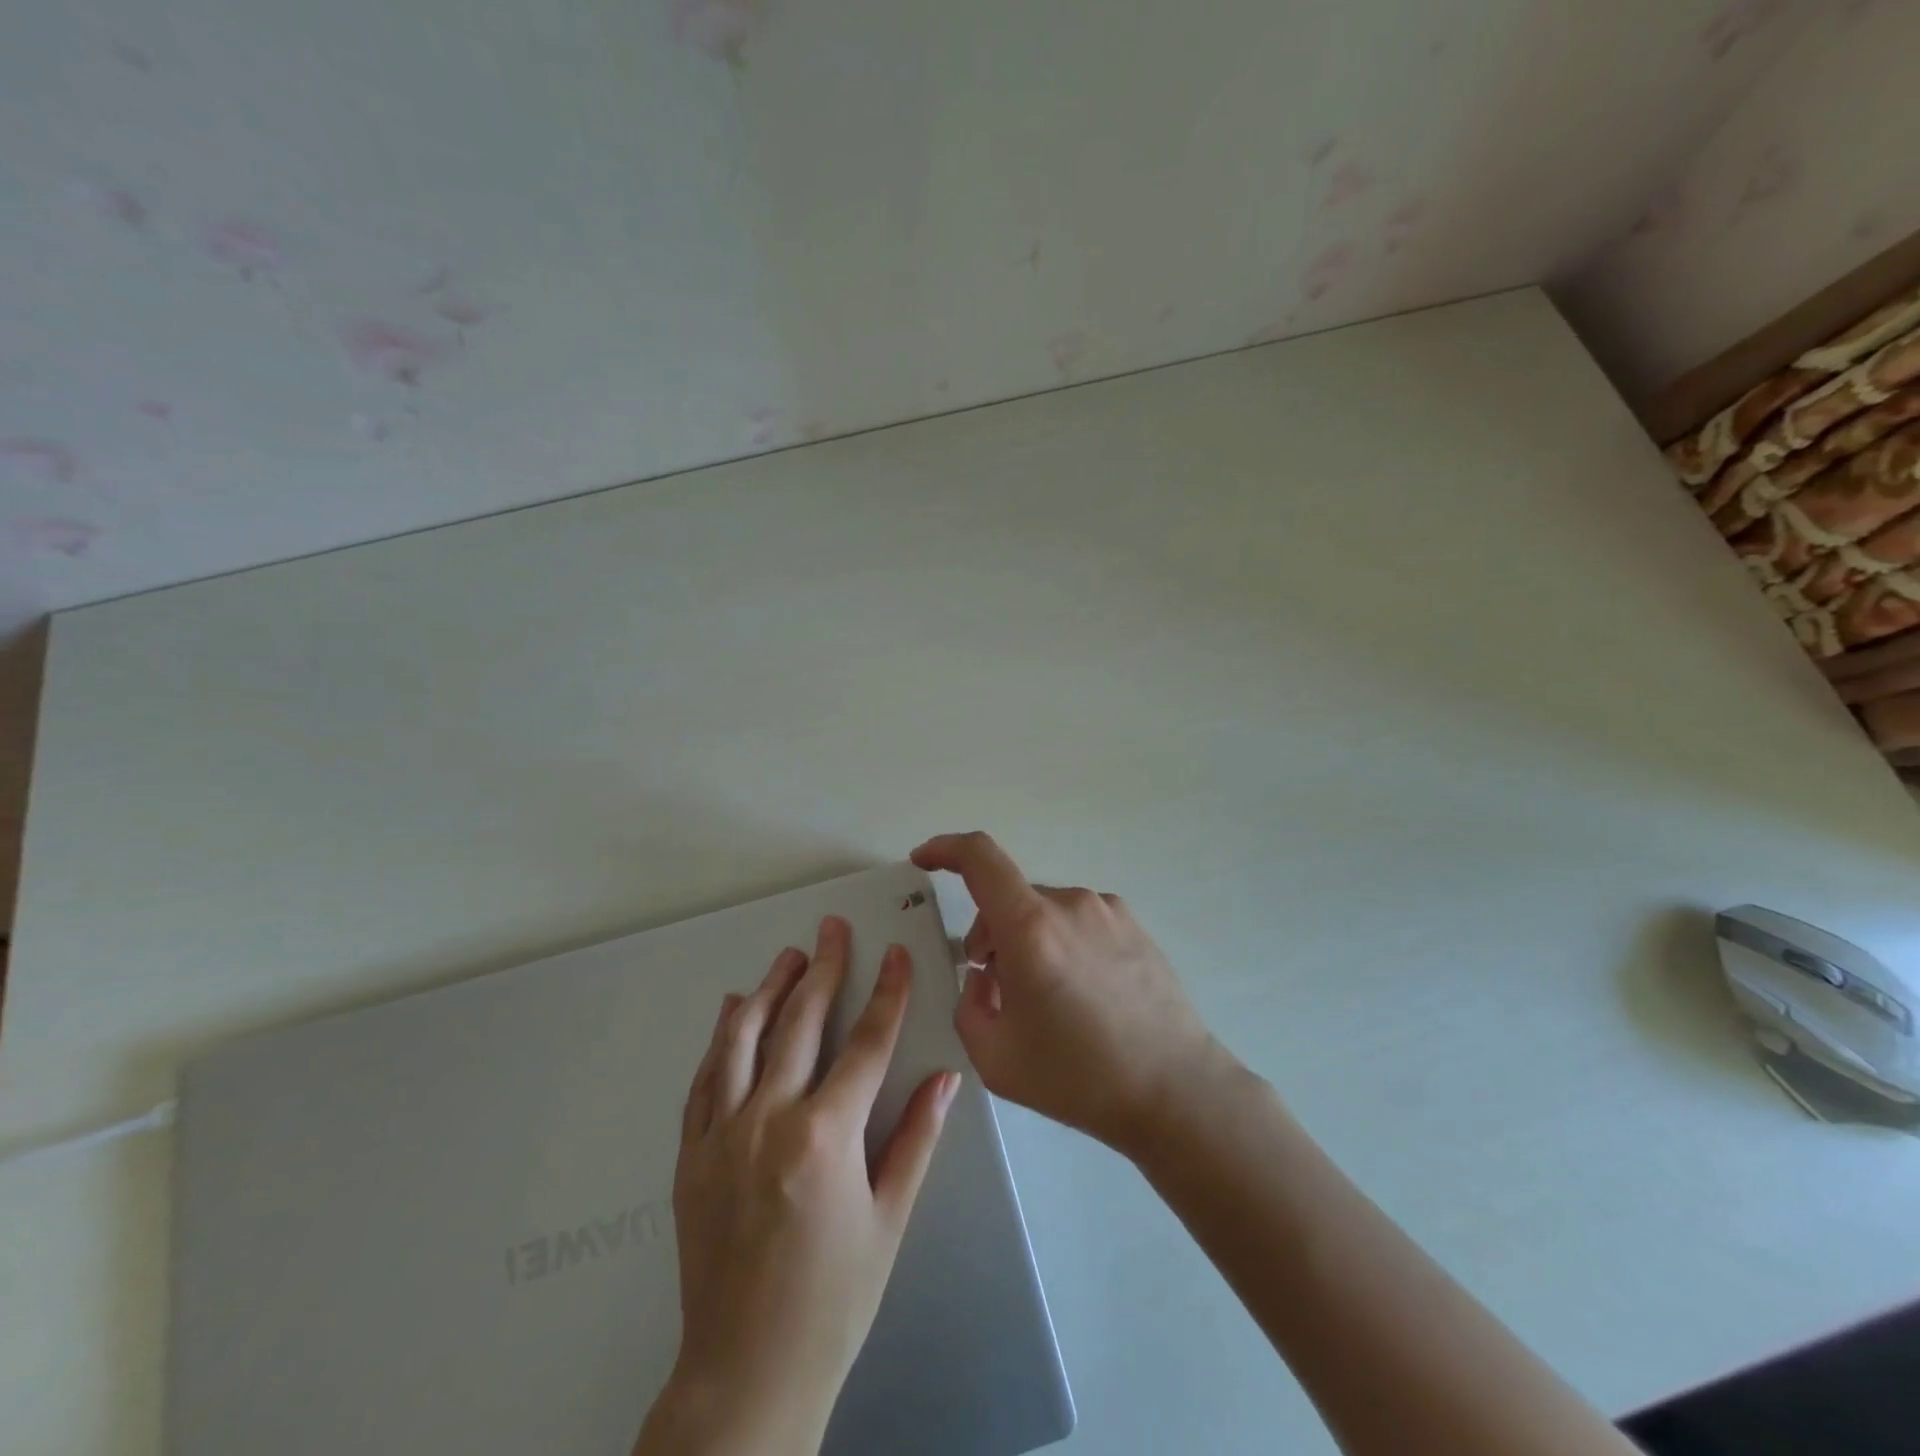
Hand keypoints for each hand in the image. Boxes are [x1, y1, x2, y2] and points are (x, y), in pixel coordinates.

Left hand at [635, 917, 959, 1455]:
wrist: (746, 1375)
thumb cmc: (834, 1300)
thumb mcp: (889, 1219)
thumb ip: (916, 1138)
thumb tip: (947, 1077)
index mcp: (826, 1135)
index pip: (867, 1042)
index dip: (887, 992)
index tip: (896, 953)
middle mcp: (770, 1120)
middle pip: (802, 1022)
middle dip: (824, 967)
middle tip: (833, 928)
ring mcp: (723, 1134)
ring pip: (745, 1038)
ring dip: (770, 989)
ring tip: (789, 956)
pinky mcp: (691, 1155)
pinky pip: (706, 1079)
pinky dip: (722, 1038)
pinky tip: (734, 1010)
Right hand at [910, 832, 1220, 1157]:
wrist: (1175, 1091)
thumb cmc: (1079, 1077)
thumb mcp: (994, 1057)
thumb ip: (968, 1006)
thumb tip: (983, 977)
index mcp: (1030, 928)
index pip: (979, 858)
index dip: (945, 848)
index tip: (924, 861)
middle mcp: (1069, 904)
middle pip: (1009, 898)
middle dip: (989, 933)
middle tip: (993, 987)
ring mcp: (1107, 910)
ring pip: (1044, 912)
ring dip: (1027, 941)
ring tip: (1045, 1000)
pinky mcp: (1134, 925)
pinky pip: (1078, 922)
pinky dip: (1061, 944)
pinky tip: (1082, 994)